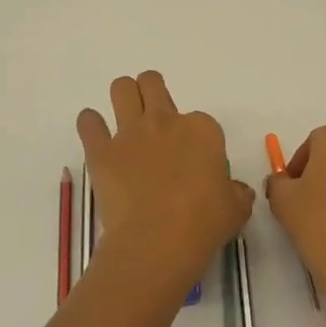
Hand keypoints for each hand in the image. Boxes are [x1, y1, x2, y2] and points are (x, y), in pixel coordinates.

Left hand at [77, 72, 254, 303]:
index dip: (197, 138)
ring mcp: (130, 133)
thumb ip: (237, 192)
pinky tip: (96, 137)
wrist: (157, 242)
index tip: (195, 159)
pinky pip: (88, 123)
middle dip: (153, 94)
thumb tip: (237, 190)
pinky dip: (91, 125)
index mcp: (202, 131)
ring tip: (126, 118)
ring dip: (124, 97)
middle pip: (153, 84)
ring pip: (121, 88)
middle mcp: (165, 122)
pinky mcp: (101, 151)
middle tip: (154, 119)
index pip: (201, 120)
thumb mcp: (236, 209)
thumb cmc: (203, 224)